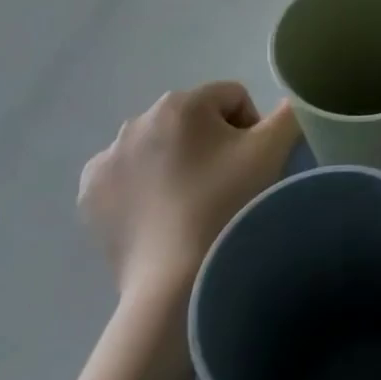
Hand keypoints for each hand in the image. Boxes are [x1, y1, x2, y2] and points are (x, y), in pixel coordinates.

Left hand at [78, 83, 297, 306]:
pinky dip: (143, 185)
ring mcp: (108, 157)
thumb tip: (290, 103)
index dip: (249, 128)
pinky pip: (128, 173)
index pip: (231, 98)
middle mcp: (138, 119)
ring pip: (159, 145)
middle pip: (193, 119)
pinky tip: (158, 212)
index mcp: (182, 102)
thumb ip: (289, 113)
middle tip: (225, 184)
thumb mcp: (272, 151)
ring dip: (177, 161)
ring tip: (192, 201)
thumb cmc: (226, 204)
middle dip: (211, 143)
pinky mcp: (90, 192)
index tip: (250, 165)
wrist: (173, 281)